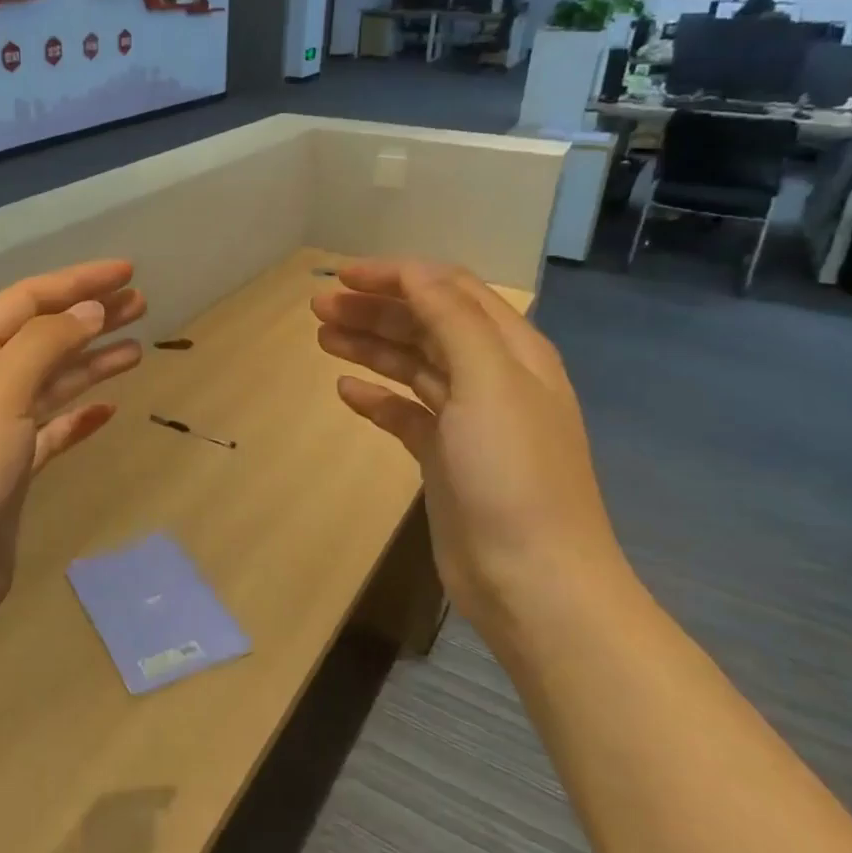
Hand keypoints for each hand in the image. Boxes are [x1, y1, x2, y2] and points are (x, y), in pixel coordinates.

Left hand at [0, 261, 145, 639]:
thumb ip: (46, 344)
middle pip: (43, 337)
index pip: (27, 301)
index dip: (77, 282)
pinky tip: (107, 410)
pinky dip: (79, 417)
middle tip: (142, 304)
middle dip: (90, 317)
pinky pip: (51, 431)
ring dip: (91, 363)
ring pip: (51, 383)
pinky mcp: (9, 472)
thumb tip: (90, 308)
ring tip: (137, 348)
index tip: (127, 272)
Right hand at [312, 259, 625, 628]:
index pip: (449, 290)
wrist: (532, 578)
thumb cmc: (512, 473)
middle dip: (374, 309)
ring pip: (411, 365)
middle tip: (319, 307)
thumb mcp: (488, 381)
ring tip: (322, 337)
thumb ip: (453, 320)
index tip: (343, 275)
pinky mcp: (445, 457)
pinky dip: (376, 398)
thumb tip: (415, 274)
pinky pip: (404, 412)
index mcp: (510, 350)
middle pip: (426, 324)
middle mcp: (490, 376)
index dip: (397, 276)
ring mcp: (467, 419)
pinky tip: (346, 392)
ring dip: (369, 346)